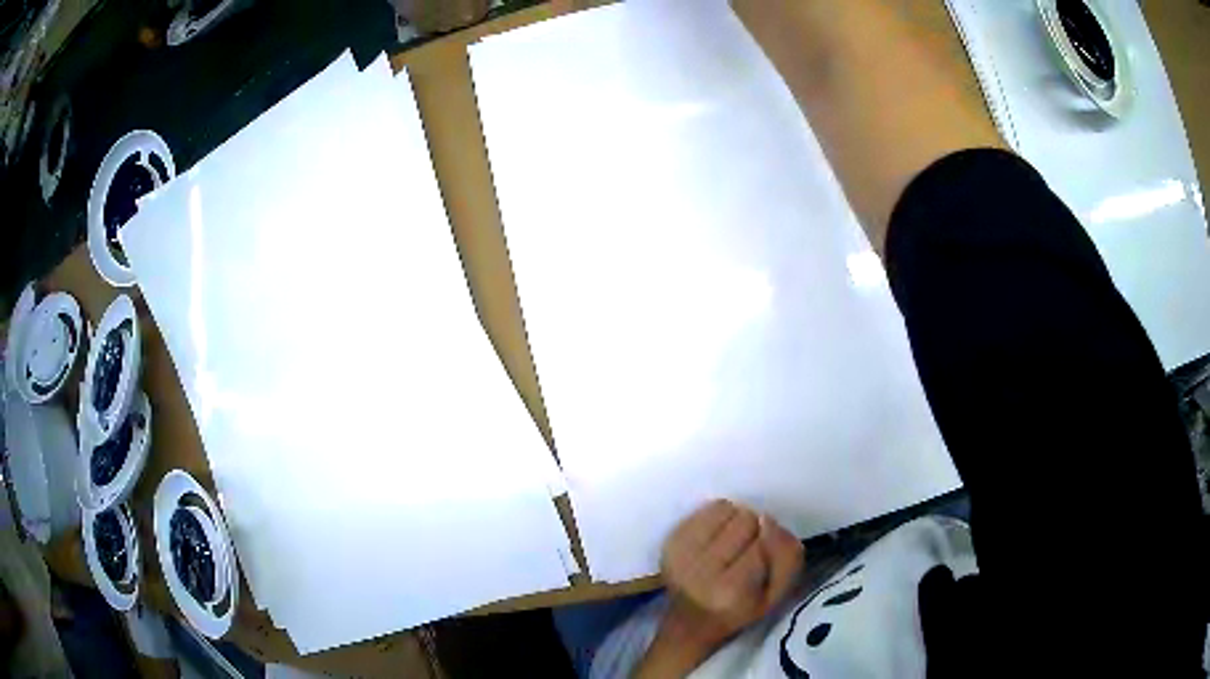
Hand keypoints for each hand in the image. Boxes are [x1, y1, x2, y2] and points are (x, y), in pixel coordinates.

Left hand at [661, 500, 803, 653]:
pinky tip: (715, 539)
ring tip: (730, 544)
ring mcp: (680, 553)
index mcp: (731, 590)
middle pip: (745, 519)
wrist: (690, 624)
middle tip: (746, 552)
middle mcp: (701, 570)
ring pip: (727, 509)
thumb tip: (768, 521)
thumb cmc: (739, 610)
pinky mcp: (670, 541)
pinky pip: (707, 508)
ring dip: (734, 521)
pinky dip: (717, 518)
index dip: (769, 545)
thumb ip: (786, 558)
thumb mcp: (775, 596)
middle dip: (753, 531)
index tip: (763, 560)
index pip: (764, 541)